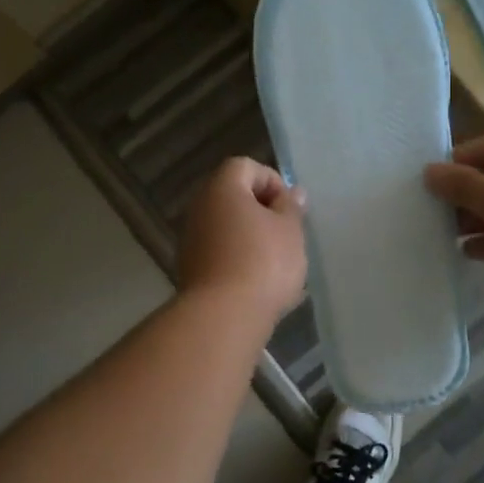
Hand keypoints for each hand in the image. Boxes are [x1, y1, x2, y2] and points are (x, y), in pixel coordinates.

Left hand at [178, 158, 307, 321]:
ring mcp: (191, 240)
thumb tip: (292, 193)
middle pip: (233, 196)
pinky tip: (258, 282)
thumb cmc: (263, 263)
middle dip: (262, 211)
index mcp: (222, 189)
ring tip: (277, 262)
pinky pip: (220, 253)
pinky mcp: (191, 270)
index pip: (245, 166)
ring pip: (226, 227)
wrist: (224, 316)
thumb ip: (291, 207)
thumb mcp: (290, 230)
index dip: (271, 180)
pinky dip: (238, 259)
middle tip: (286, 233)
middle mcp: (199, 208)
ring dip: (251, 237)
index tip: (289, 208)